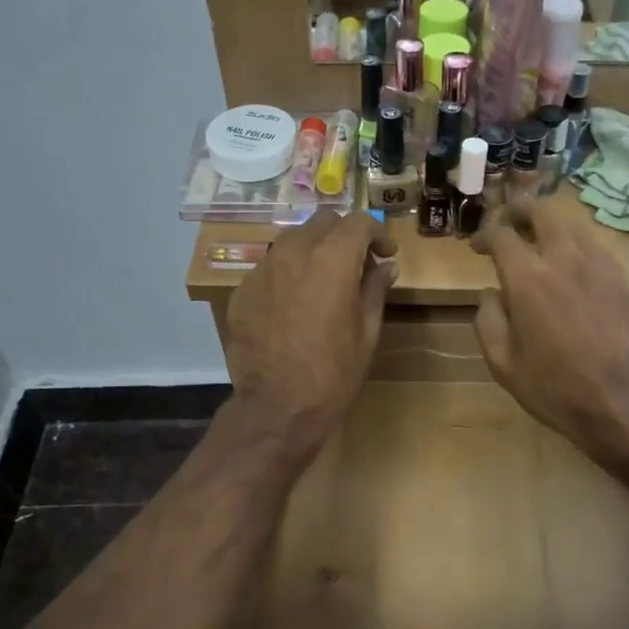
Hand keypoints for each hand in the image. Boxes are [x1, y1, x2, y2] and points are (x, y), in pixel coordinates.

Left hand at [226, 210, 397, 455]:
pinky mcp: (243, 290)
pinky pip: (271, 267)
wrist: (278, 406)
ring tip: (324, 281)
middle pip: (323, 222)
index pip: (359, 223)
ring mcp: (263, 269)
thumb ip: (375, 289)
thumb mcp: (367, 332)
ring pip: (293, 240)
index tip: (386, 254)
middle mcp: (294, 252)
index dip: (378, 234)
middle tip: (357, 263)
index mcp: (332, 259)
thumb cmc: (333, 372)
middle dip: (344, 235)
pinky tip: (295, 304)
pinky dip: (289, 274)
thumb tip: (385, 266)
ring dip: (314, 250)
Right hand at [473, 200, 628, 466]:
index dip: (485, 233)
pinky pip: (594, 248)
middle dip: (520, 209)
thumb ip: (488, 320)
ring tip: (538, 241)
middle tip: (508, 220)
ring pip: (571, 226)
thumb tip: (490, 293)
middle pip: (542, 212)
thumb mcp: (503, 364)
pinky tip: (570, 267)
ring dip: (549, 226)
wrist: (624, 404)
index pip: (502, 234)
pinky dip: (575, 246)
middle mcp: (565, 260)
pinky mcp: (622, 280)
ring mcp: (599, 266)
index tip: (478, 247)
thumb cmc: (555, 388)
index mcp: (529, 279)